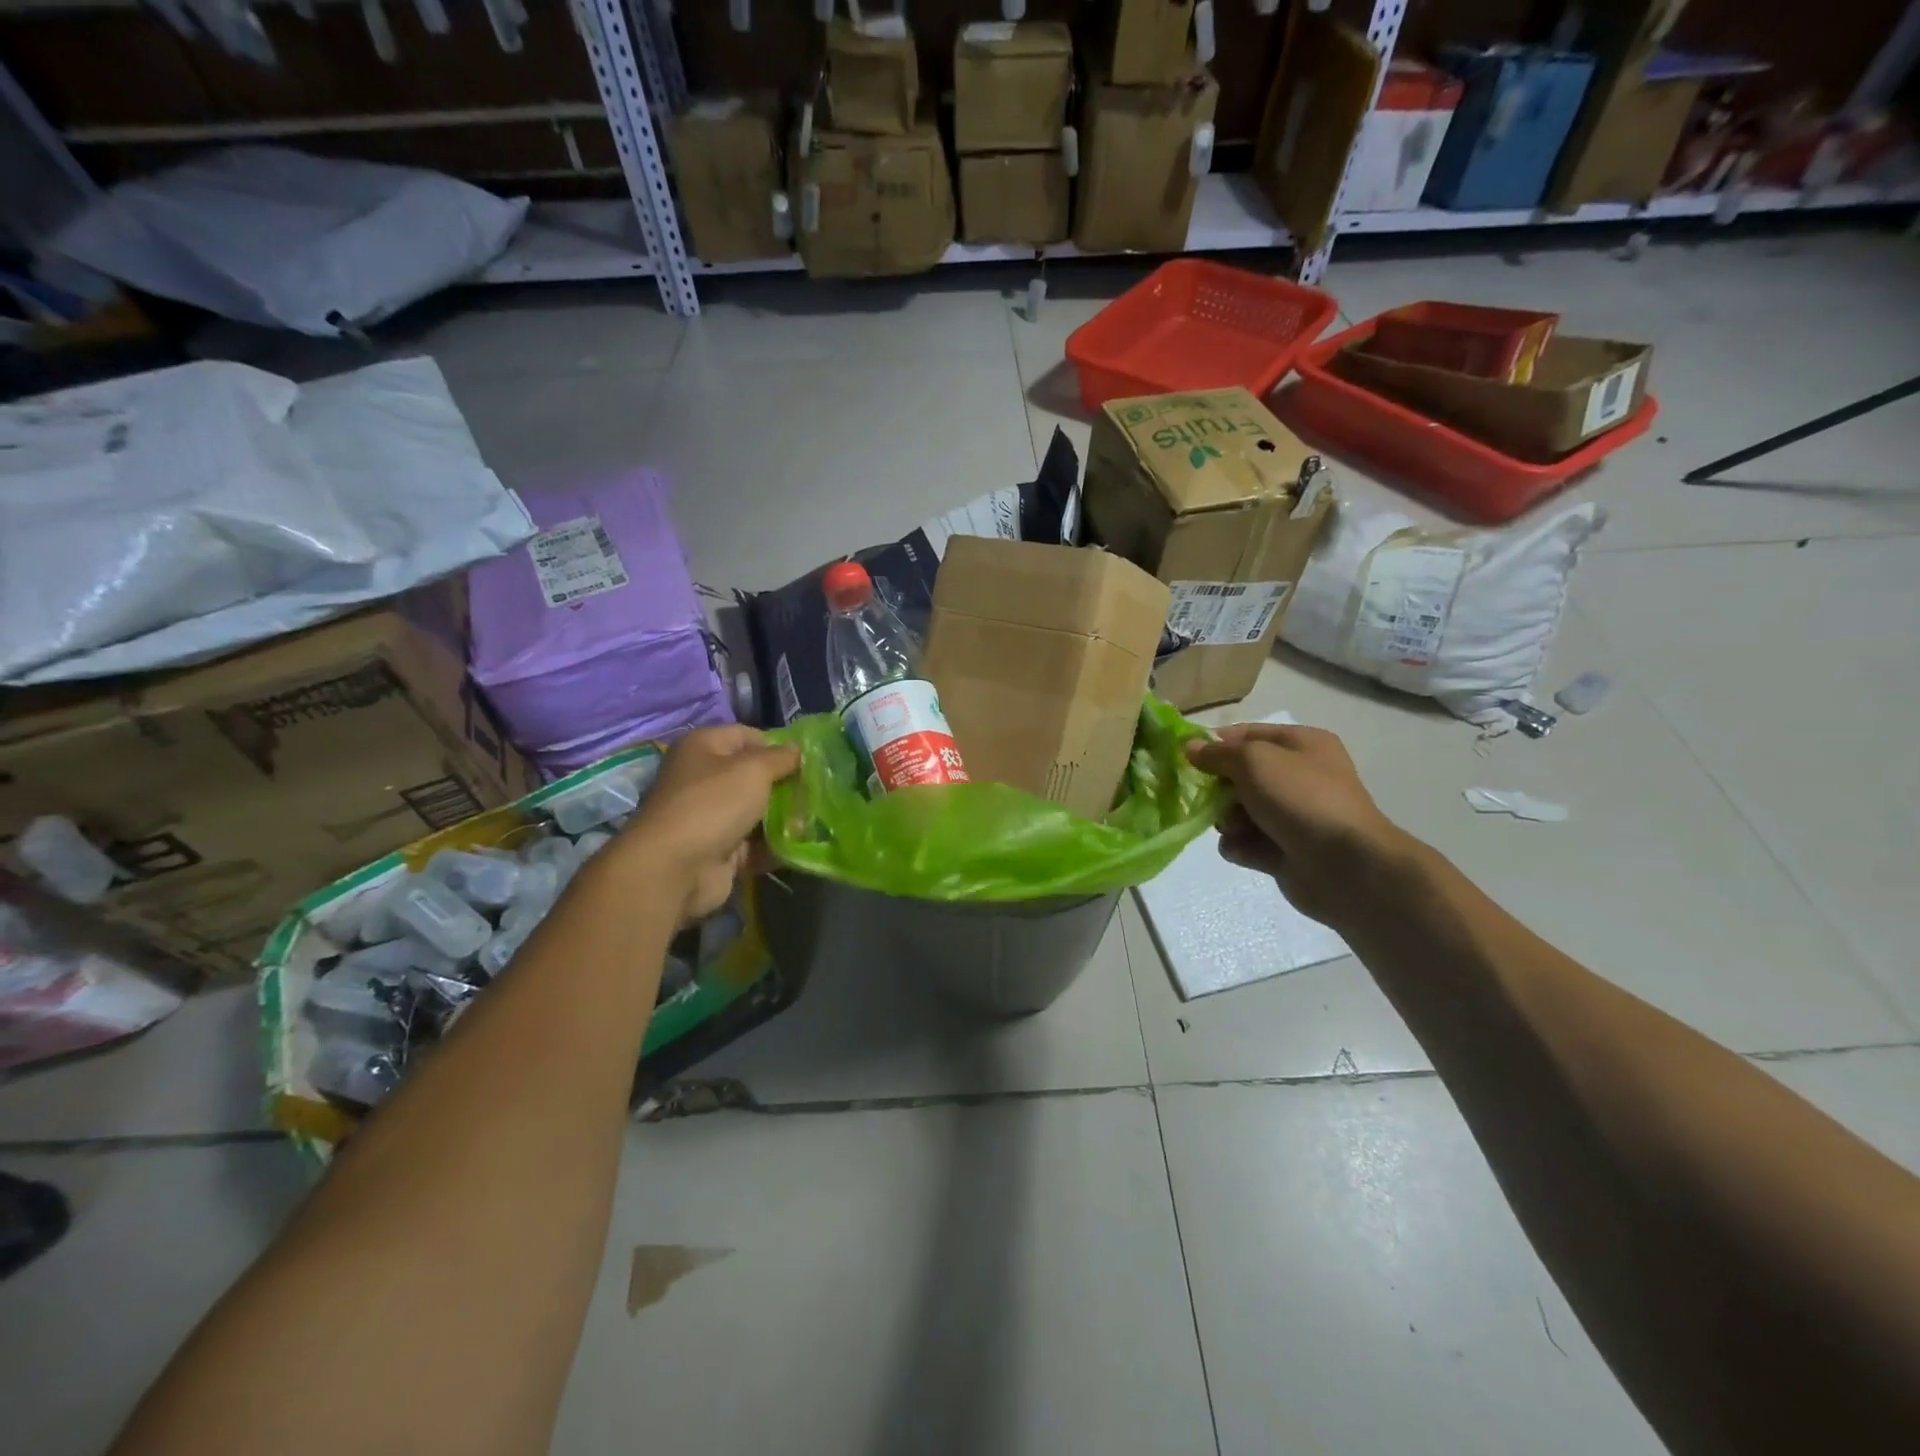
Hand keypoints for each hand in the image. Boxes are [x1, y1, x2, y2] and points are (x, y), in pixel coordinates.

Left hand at [610, 726, 799, 924]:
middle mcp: (703, 778)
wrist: (675, 868)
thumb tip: (797, 750)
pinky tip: (802, 846)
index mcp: (704, 747)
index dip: (778, 746)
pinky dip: (775, 846)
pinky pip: (755, 843)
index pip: (748, 736)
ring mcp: (710, 816)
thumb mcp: (754, 769)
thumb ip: (781, 757)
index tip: (808, 761)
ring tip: (815, 820)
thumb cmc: (714, 804)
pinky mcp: (719, 850)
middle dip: (785, 784)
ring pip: (757, 811)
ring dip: (784, 817)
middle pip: (754, 776)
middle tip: (816, 792)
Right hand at [1186, 723, 1415, 926]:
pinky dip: (1241, 846)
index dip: (1216, 744)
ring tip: (1233, 829)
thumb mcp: (1253, 761)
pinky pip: (1248, 842)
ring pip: (1239, 811)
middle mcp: (1299, 776)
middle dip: (1220, 788)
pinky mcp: (1285, 850)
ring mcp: (1293, 816)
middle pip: (1240, 776)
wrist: (1345, 866)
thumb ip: (1218, 754)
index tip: (1186, 758)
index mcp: (1302, 745)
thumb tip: (1190, 748)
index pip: (1247, 734)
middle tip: (1209, 798)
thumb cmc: (1301, 799)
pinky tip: (1244, 850)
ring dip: (1227, 820)